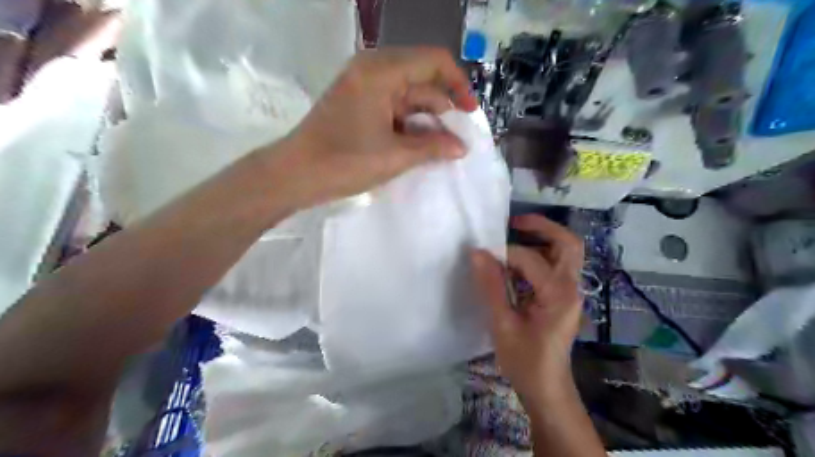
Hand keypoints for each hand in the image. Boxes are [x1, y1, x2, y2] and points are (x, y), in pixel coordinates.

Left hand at [273, 46, 478, 206]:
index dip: (458, 85)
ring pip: (408, 93)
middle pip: (422, 77)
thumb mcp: (395, 156)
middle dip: (443, 107)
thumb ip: (433, 147)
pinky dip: (409, 121)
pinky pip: (393, 104)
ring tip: (440, 146)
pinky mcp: (358, 100)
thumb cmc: (344, 162)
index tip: (470, 114)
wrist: (295, 174)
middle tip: (456, 137)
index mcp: (382, 72)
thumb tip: (462, 147)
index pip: (434, 61)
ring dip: (426, 118)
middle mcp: (373, 69)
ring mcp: (363, 84)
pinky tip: (419, 143)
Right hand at [472, 215, 586, 403]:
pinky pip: (554, 266)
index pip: (530, 259)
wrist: (547, 389)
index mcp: (558, 294)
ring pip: (564, 252)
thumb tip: (477, 253)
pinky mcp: (562, 297)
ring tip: (512, 236)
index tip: (480, 255)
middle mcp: (570, 287)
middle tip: (513, 222)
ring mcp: (569, 292)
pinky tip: (514, 265)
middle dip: (542, 227)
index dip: (503, 253)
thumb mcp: (502, 324)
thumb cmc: (525, 362)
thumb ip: (491, 286)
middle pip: (568, 243)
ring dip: (541, 239)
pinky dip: (536, 256)